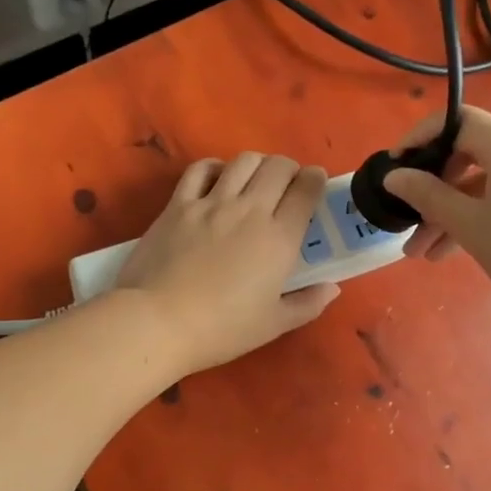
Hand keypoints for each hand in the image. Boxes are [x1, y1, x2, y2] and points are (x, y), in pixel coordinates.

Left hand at [114, 153, 340, 373]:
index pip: (306, 191)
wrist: (159, 321)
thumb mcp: (273, 325)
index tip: (315, 183)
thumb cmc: (221, 329)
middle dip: (289, 168)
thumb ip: (307, 304)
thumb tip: (332, 288)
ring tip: (255, 179)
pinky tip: (218, 179)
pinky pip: (201, 169)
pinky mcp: (178, 204)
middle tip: (287, 185)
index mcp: (279, 238)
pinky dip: (215, 167)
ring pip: (243, 161)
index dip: (315, 180)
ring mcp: (211, 203)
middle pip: (278, 167)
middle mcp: (250, 210)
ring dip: (257, 164)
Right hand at [382, 106, 490, 322]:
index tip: (394, 167)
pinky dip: (486, 212)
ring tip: (426, 254)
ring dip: (456, 211)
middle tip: (409, 223)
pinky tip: (462, 248)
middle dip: (435, 190)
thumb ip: (428, 195)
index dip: (419, 139)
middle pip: (471, 154)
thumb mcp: (471, 225)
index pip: (456, 121)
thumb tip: (395, 176)